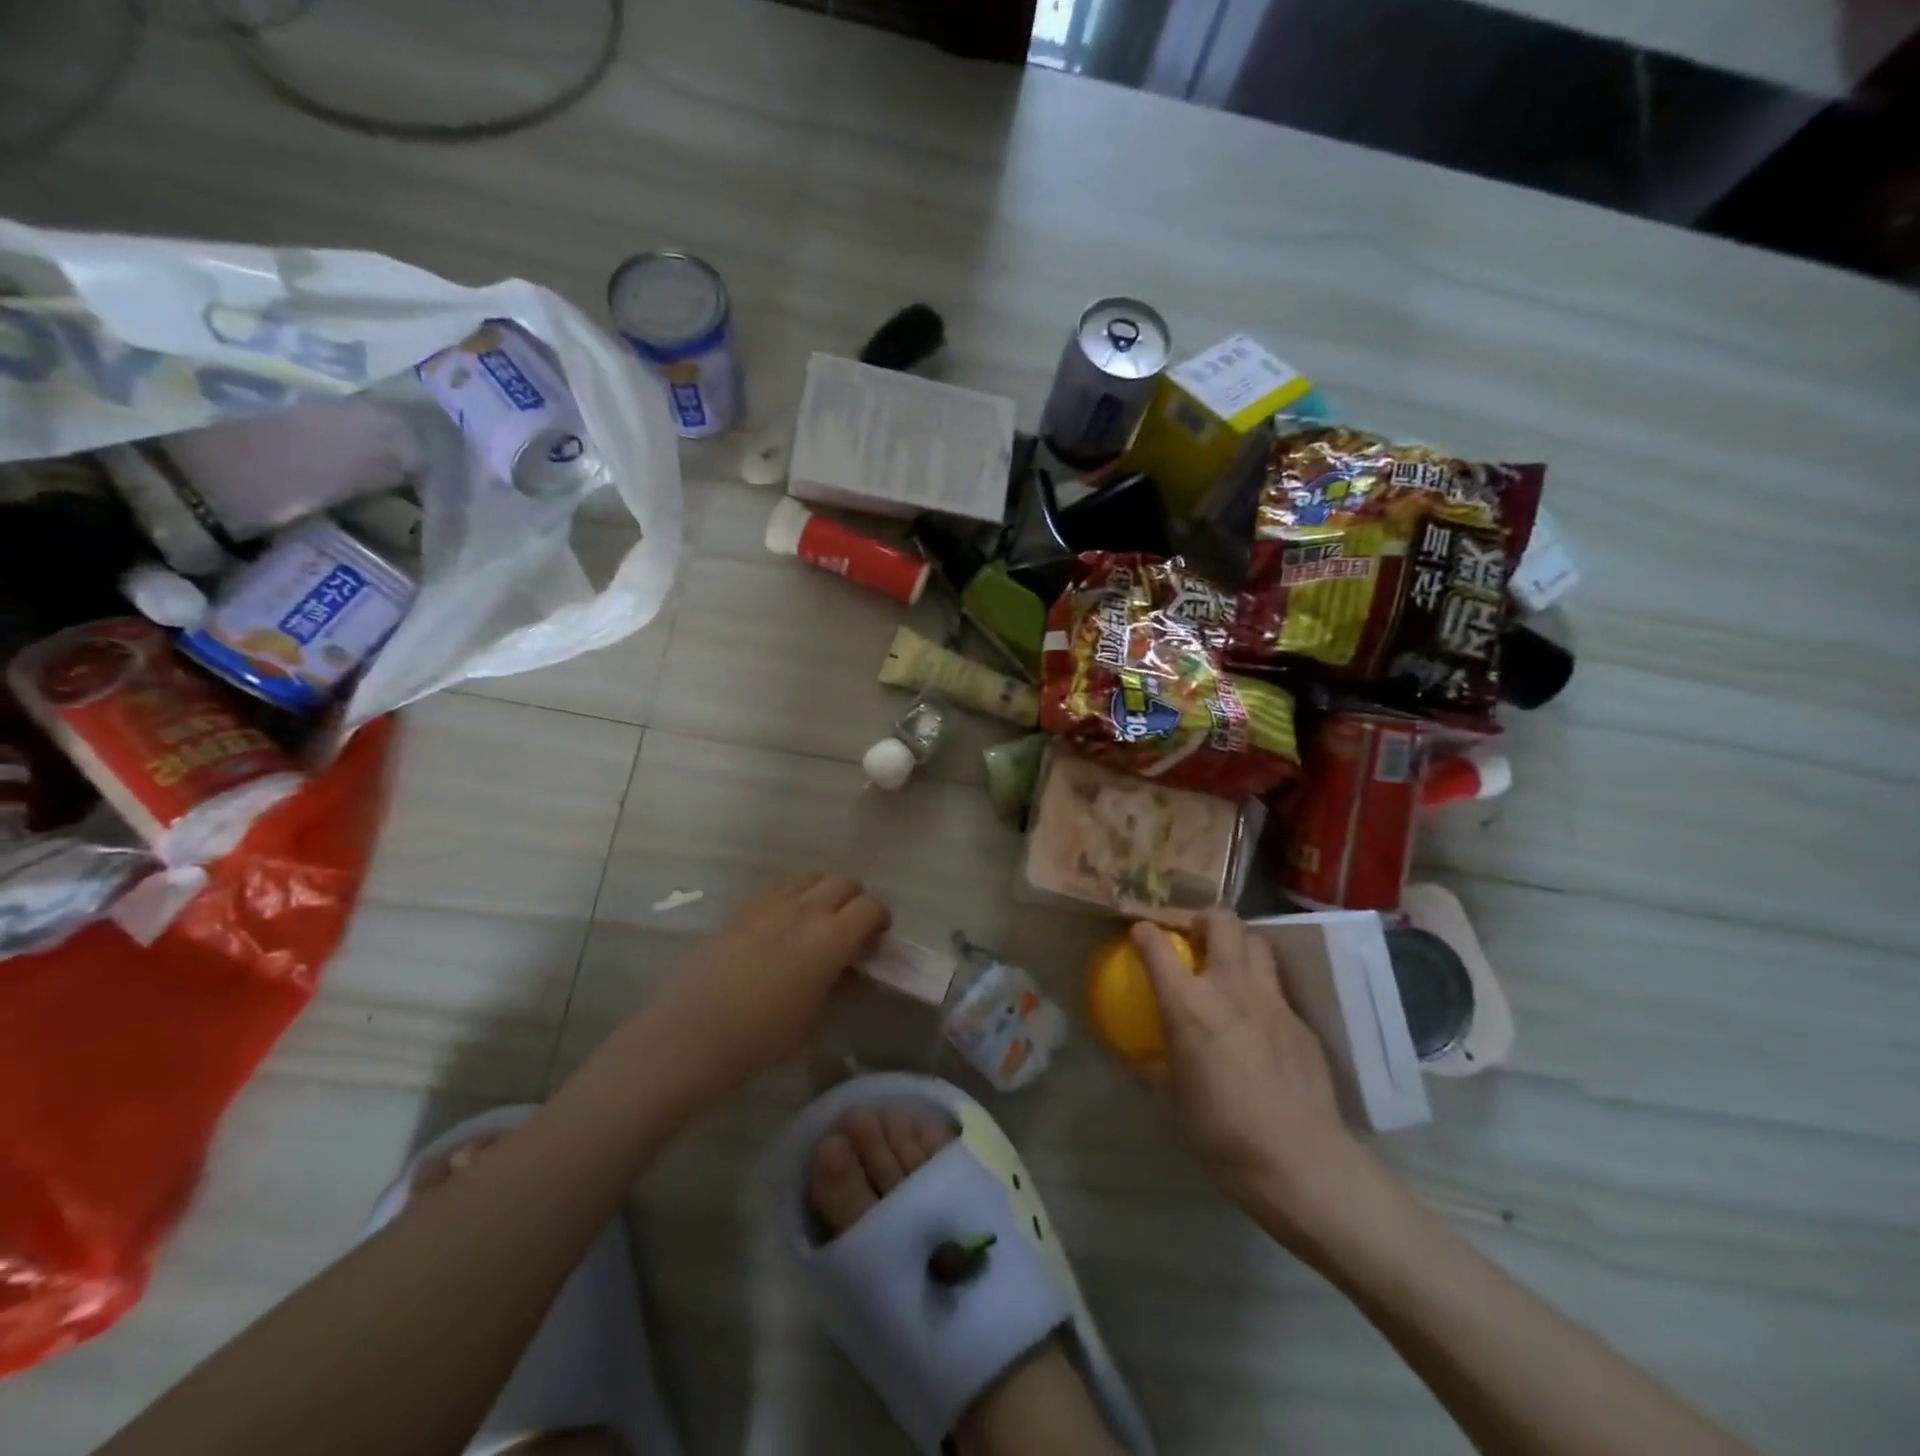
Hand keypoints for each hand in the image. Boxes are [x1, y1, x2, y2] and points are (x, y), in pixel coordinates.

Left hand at [635, 874, 889, 1105]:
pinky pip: (779, 886)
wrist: (694, 1033)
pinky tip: (782, 922)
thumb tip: (852, 970)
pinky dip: (792, 895)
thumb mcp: (816, 1019)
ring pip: (811, 877)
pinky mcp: (743, 908)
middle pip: (844, 882)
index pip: (871, 907)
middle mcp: (806, 909)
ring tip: (816, 921)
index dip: (880, 919)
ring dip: (824, 893)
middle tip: (850, 929)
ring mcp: (772, 904)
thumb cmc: (763, 1037)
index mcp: (832, 937)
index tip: (876, 939)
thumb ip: (840, 985)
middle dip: (855, 900)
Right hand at [1133, 910, 1370, 1238]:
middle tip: (1194, 937)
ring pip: (1257, 943)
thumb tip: (1139, 1057)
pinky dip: (1261, 985)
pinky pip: (1277, 985)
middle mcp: (1229, 988)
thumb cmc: (1222, 1133)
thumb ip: (1154, 1068)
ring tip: (1229, 964)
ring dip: (1239, 943)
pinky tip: (1258, 1016)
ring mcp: (1271, 1001)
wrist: (1300, 1161)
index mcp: (1188, 1005)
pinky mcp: (1300, 1021)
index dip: (1145, 932)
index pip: (1158, 947)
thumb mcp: (1172, 1102)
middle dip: (1204, 918)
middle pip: (1222, 922)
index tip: (1141, 932)